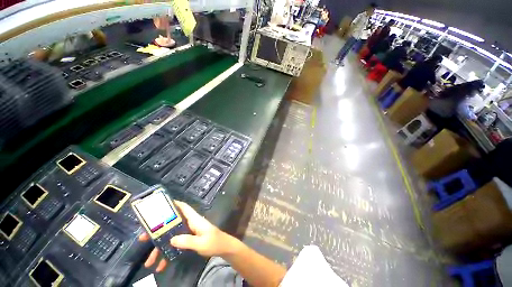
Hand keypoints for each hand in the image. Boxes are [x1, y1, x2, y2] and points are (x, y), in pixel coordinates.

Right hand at [138, 201, 235, 271]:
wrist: (223, 249)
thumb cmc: (214, 242)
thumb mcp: (201, 242)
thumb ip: (187, 241)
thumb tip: (171, 239)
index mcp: (194, 220)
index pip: (184, 208)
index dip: (174, 204)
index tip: (159, 205)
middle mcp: (190, 224)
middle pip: (172, 225)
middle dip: (157, 231)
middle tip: (142, 238)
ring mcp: (189, 233)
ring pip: (171, 238)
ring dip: (160, 248)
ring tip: (148, 261)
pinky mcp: (189, 241)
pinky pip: (175, 246)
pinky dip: (168, 255)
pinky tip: (161, 266)